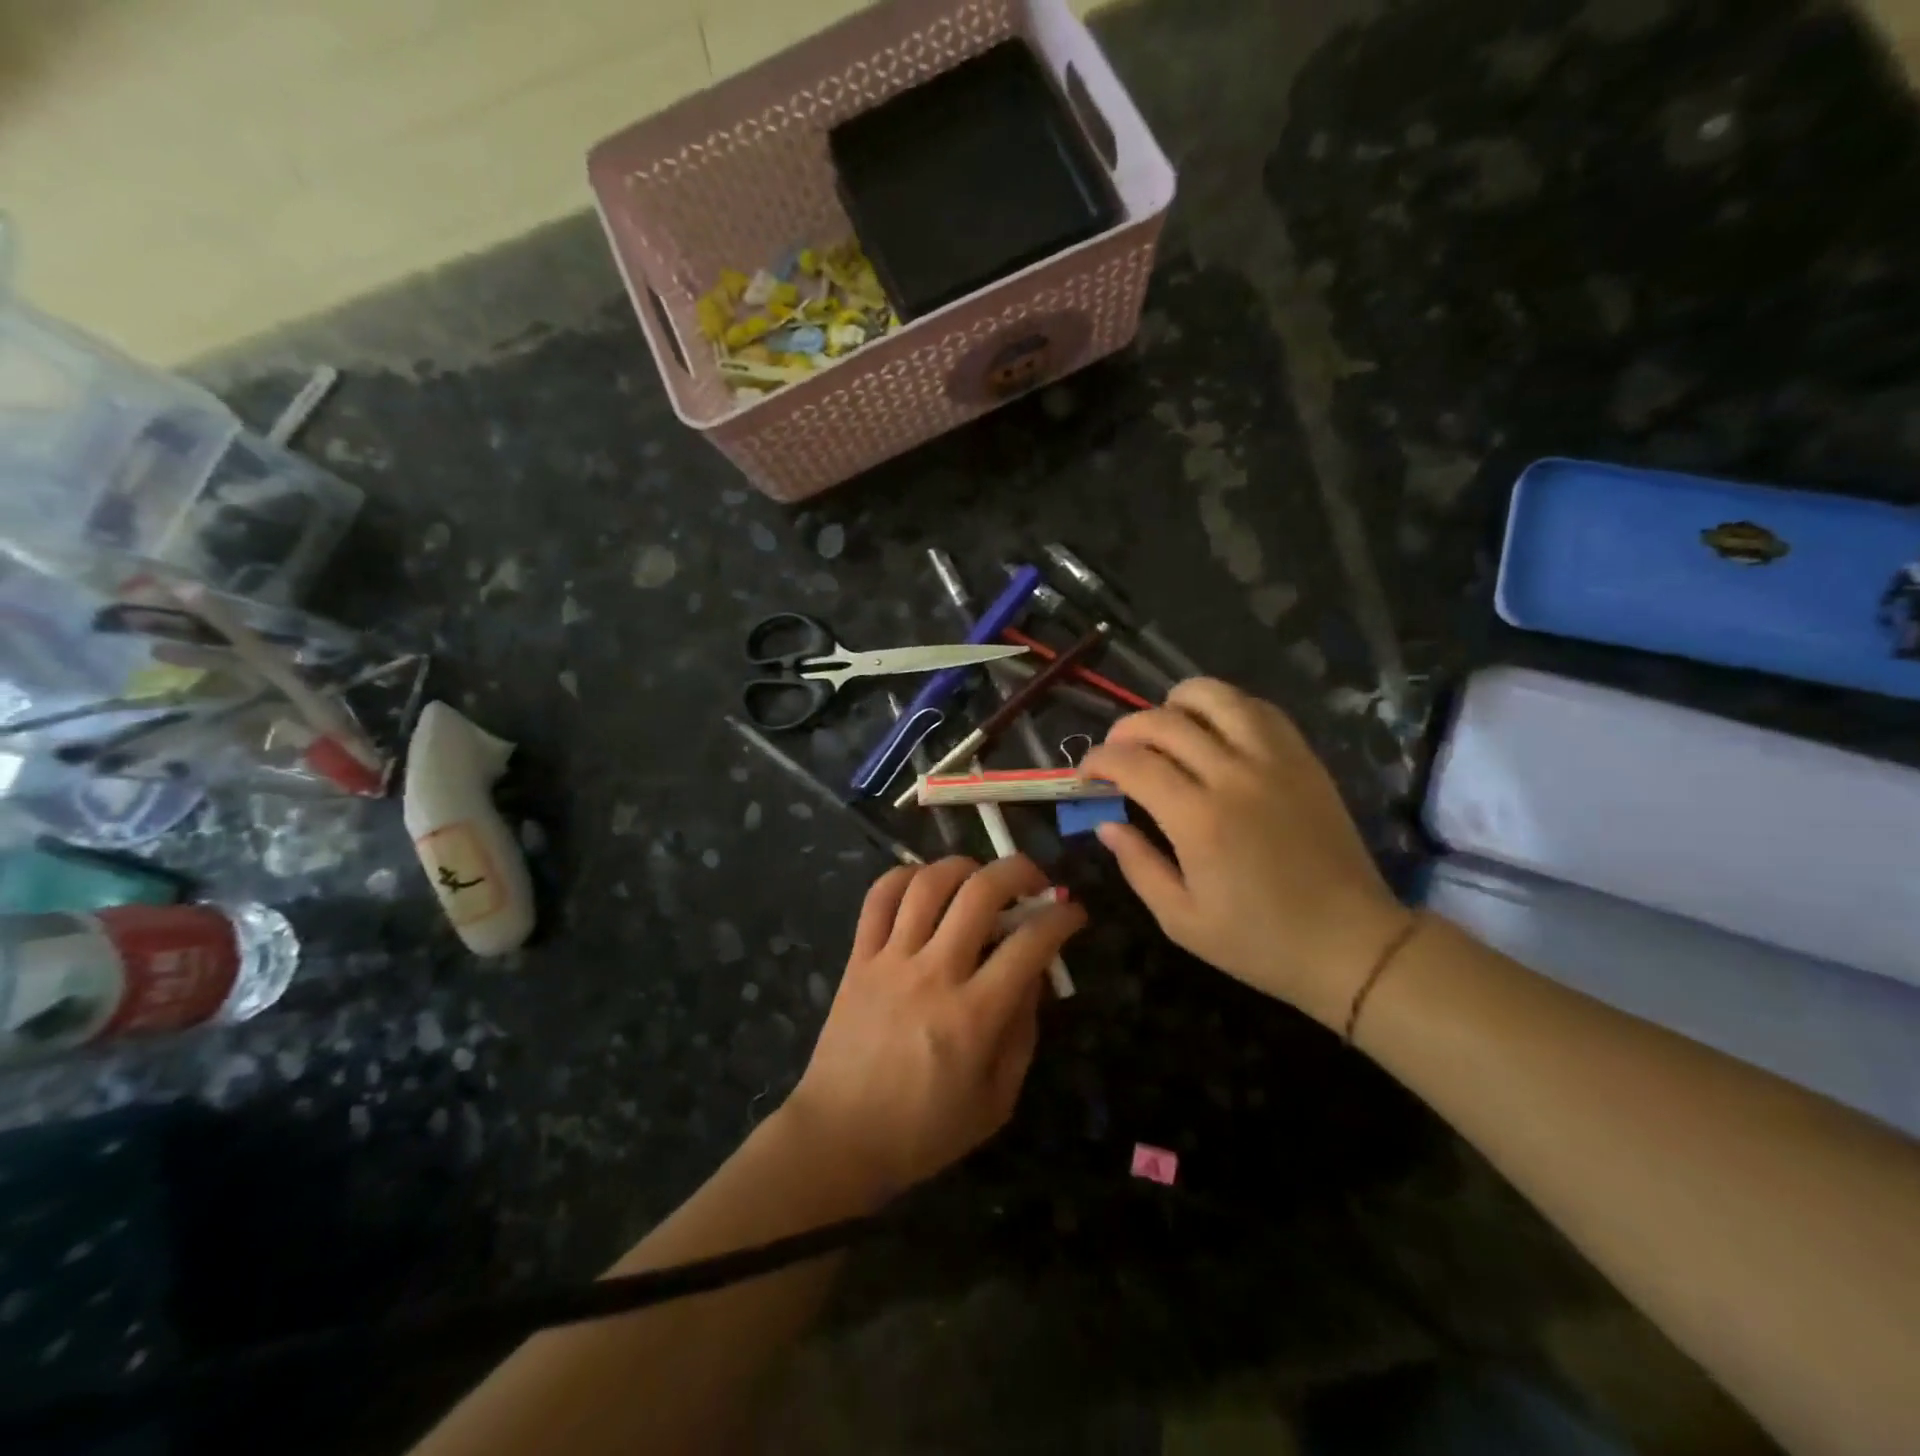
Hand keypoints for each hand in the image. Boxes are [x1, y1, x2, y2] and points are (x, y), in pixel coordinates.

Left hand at [785, 855, 1085, 1200]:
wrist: (839, 1139)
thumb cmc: (924, 1131)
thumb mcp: (996, 1100)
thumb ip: (1023, 1033)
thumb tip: (1035, 975)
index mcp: (974, 1016)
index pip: (1031, 944)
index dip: (1062, 918)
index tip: (1073, 913)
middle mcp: (934, 974)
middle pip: (981, 892)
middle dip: (1020, 870)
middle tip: (1035, 881)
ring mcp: (891, 960)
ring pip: (929, 883)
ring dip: (964, 866)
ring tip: (980, 878)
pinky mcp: (858, 957)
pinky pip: (878, 898)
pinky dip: (904, 876)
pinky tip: (925, 884)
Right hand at [1082, 679, 1410, 1029]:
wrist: (1351, 944)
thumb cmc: (1260, 941)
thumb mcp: (1181, 920)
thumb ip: (1138, 866)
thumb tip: (1107, 823)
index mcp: (1198, 819)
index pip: (1133, 763)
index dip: (1099, 761)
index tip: (1086, 774)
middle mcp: (1234, 776)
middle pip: (1166, 722)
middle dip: (1126, 729)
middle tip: (1115, 751)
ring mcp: (1275, 761)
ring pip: (1217, 698)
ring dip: (1177, 702)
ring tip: (1164, 724)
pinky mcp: (1304, 760)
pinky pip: (1260, 710)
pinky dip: (1227, 707)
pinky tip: (1214, 728)